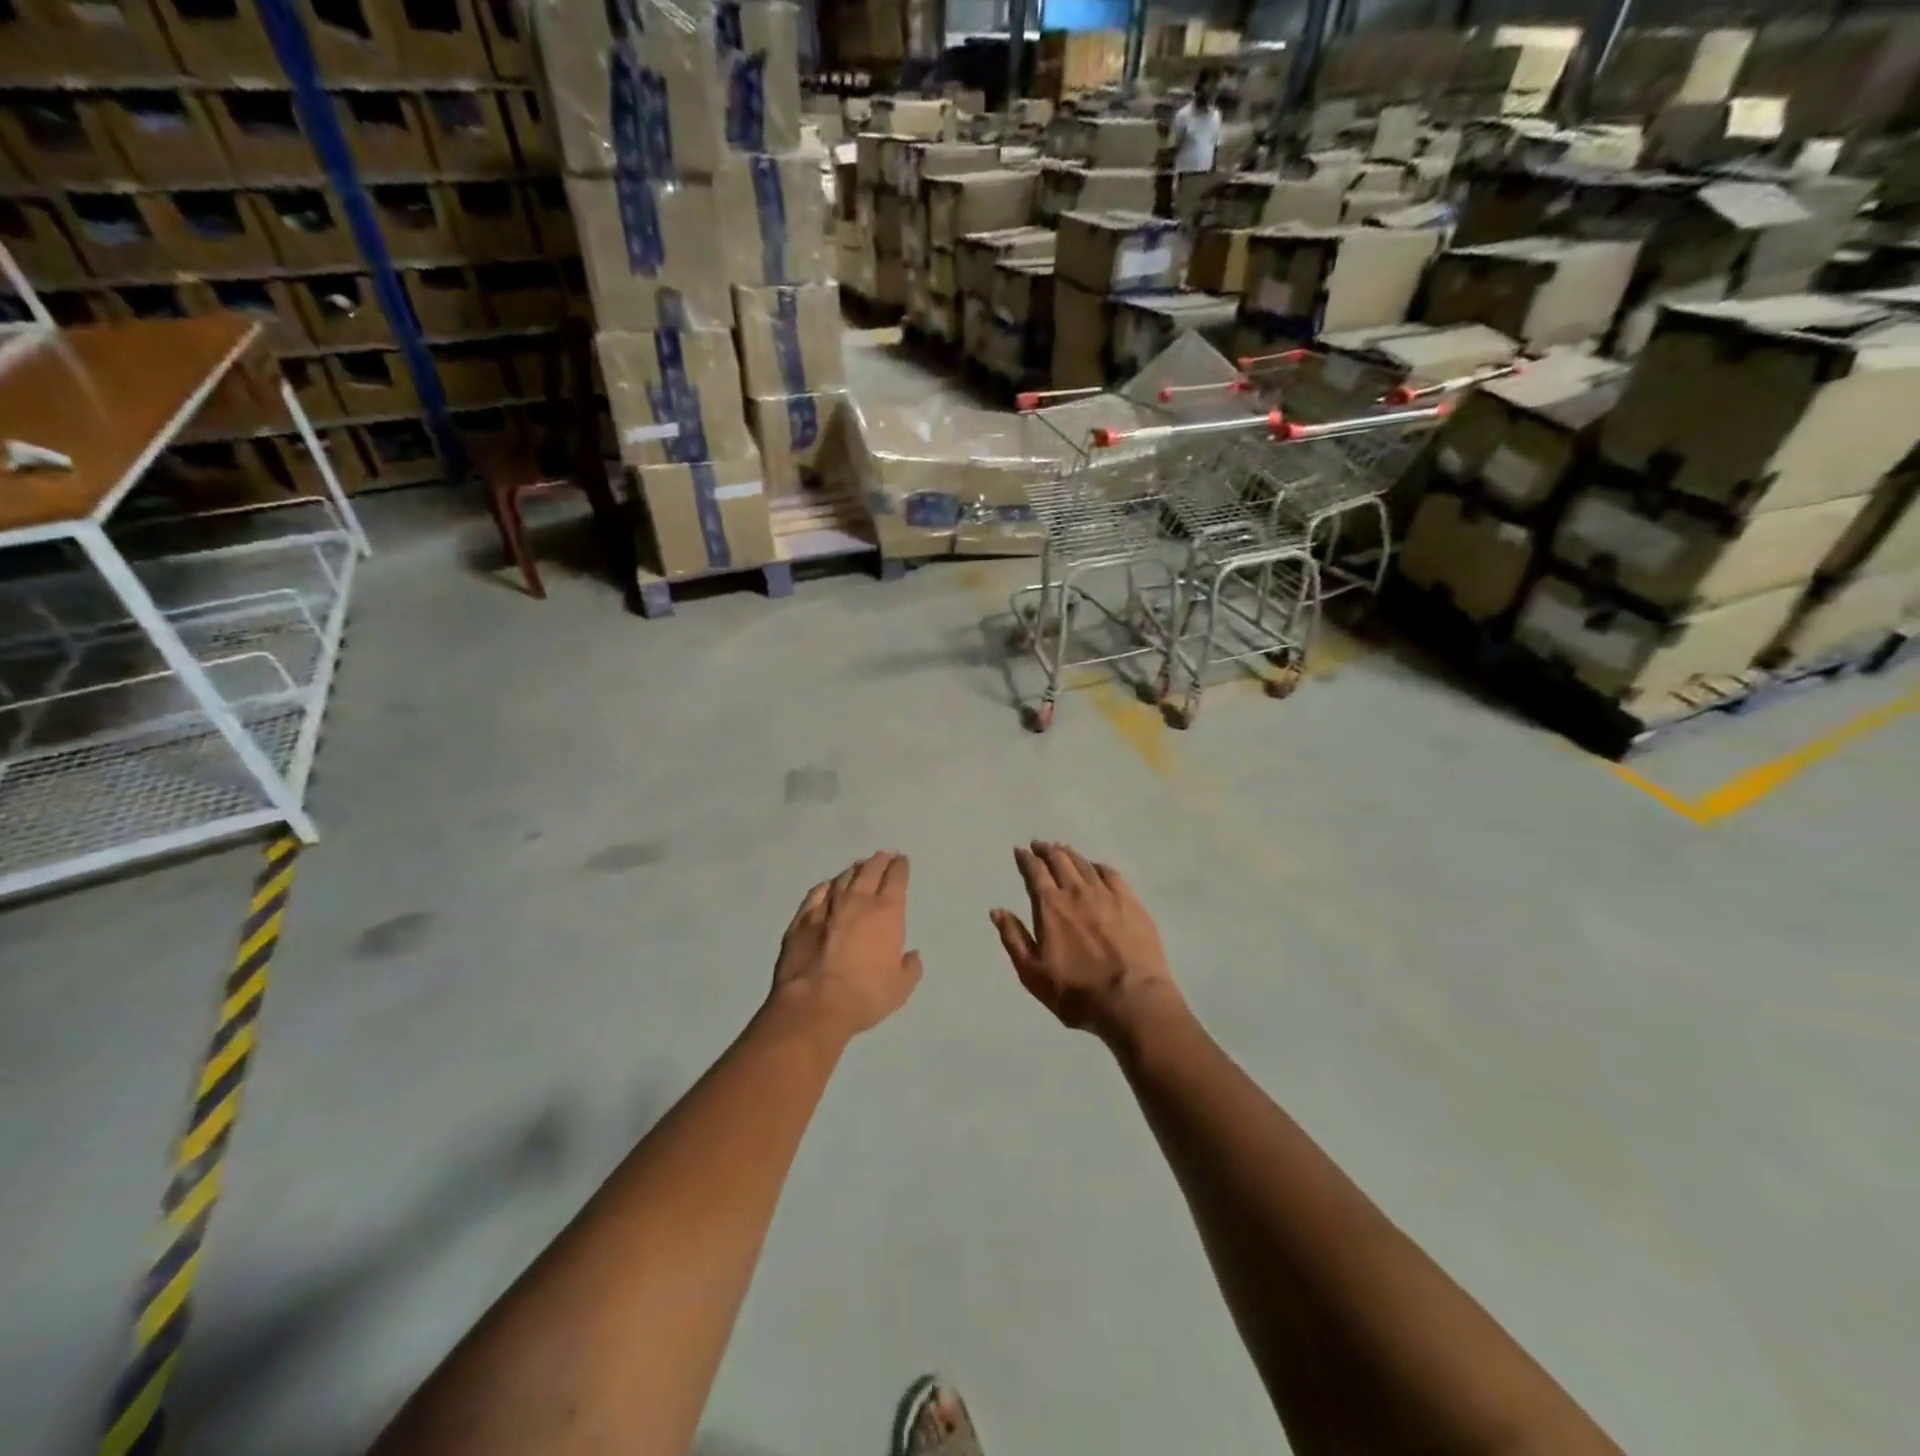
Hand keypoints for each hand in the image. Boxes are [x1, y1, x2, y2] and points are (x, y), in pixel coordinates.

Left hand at [770, 852, 922, 1039]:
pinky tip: (828, 886)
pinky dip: (826, 886)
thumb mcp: (900, 987)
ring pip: (843, 878)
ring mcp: (827, 908)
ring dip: (854, 870)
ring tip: (859, 866)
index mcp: (887, 913)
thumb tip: (912, 955)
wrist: (815, 1004)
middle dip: (879, 861)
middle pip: (870, 871)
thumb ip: (910, 968)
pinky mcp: (802, 919)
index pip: (896, 879)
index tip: (901, 860)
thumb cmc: (866, 996)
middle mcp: (858, 901)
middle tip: (883, 856)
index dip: (900, 867)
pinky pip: (817, 894)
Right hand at [990, 842, 1180, 1037]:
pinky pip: (1111, 874)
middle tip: (1040, 844)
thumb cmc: (1076, 992)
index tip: (1021, 851)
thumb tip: (997, 910)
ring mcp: (1107, 895)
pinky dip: (1098, 866)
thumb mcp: (1032, 973)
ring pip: (1084, 864)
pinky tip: (1096, 867)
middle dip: (1047, 850)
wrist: (1132, 1000)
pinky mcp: (1131, 902)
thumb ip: (1013, 938)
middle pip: (1060, 861)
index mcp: (1050, 906)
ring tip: (1063, 849)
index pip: (1035, 873)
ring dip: (1070, 854)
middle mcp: (1077, 892)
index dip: (1026, 859)